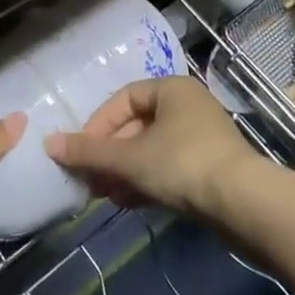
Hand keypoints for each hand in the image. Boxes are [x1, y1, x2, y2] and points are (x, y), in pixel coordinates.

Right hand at [45, 77, 256, 219]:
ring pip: (151, 149)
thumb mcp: (130, 158)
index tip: (82, 152)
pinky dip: (146, 181)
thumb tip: (48, 145)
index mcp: (172, 89)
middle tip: (90, 179)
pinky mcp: (210, 168)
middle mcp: (188, 106)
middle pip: (136, 125)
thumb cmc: (183, 165)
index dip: (98, 124)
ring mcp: (202, 138)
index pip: (124, 98)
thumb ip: (89, 152)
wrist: (245, 205)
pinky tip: (128, 203)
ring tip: (104, 195)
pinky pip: (168, 168)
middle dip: (110, 154)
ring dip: (124, 171)